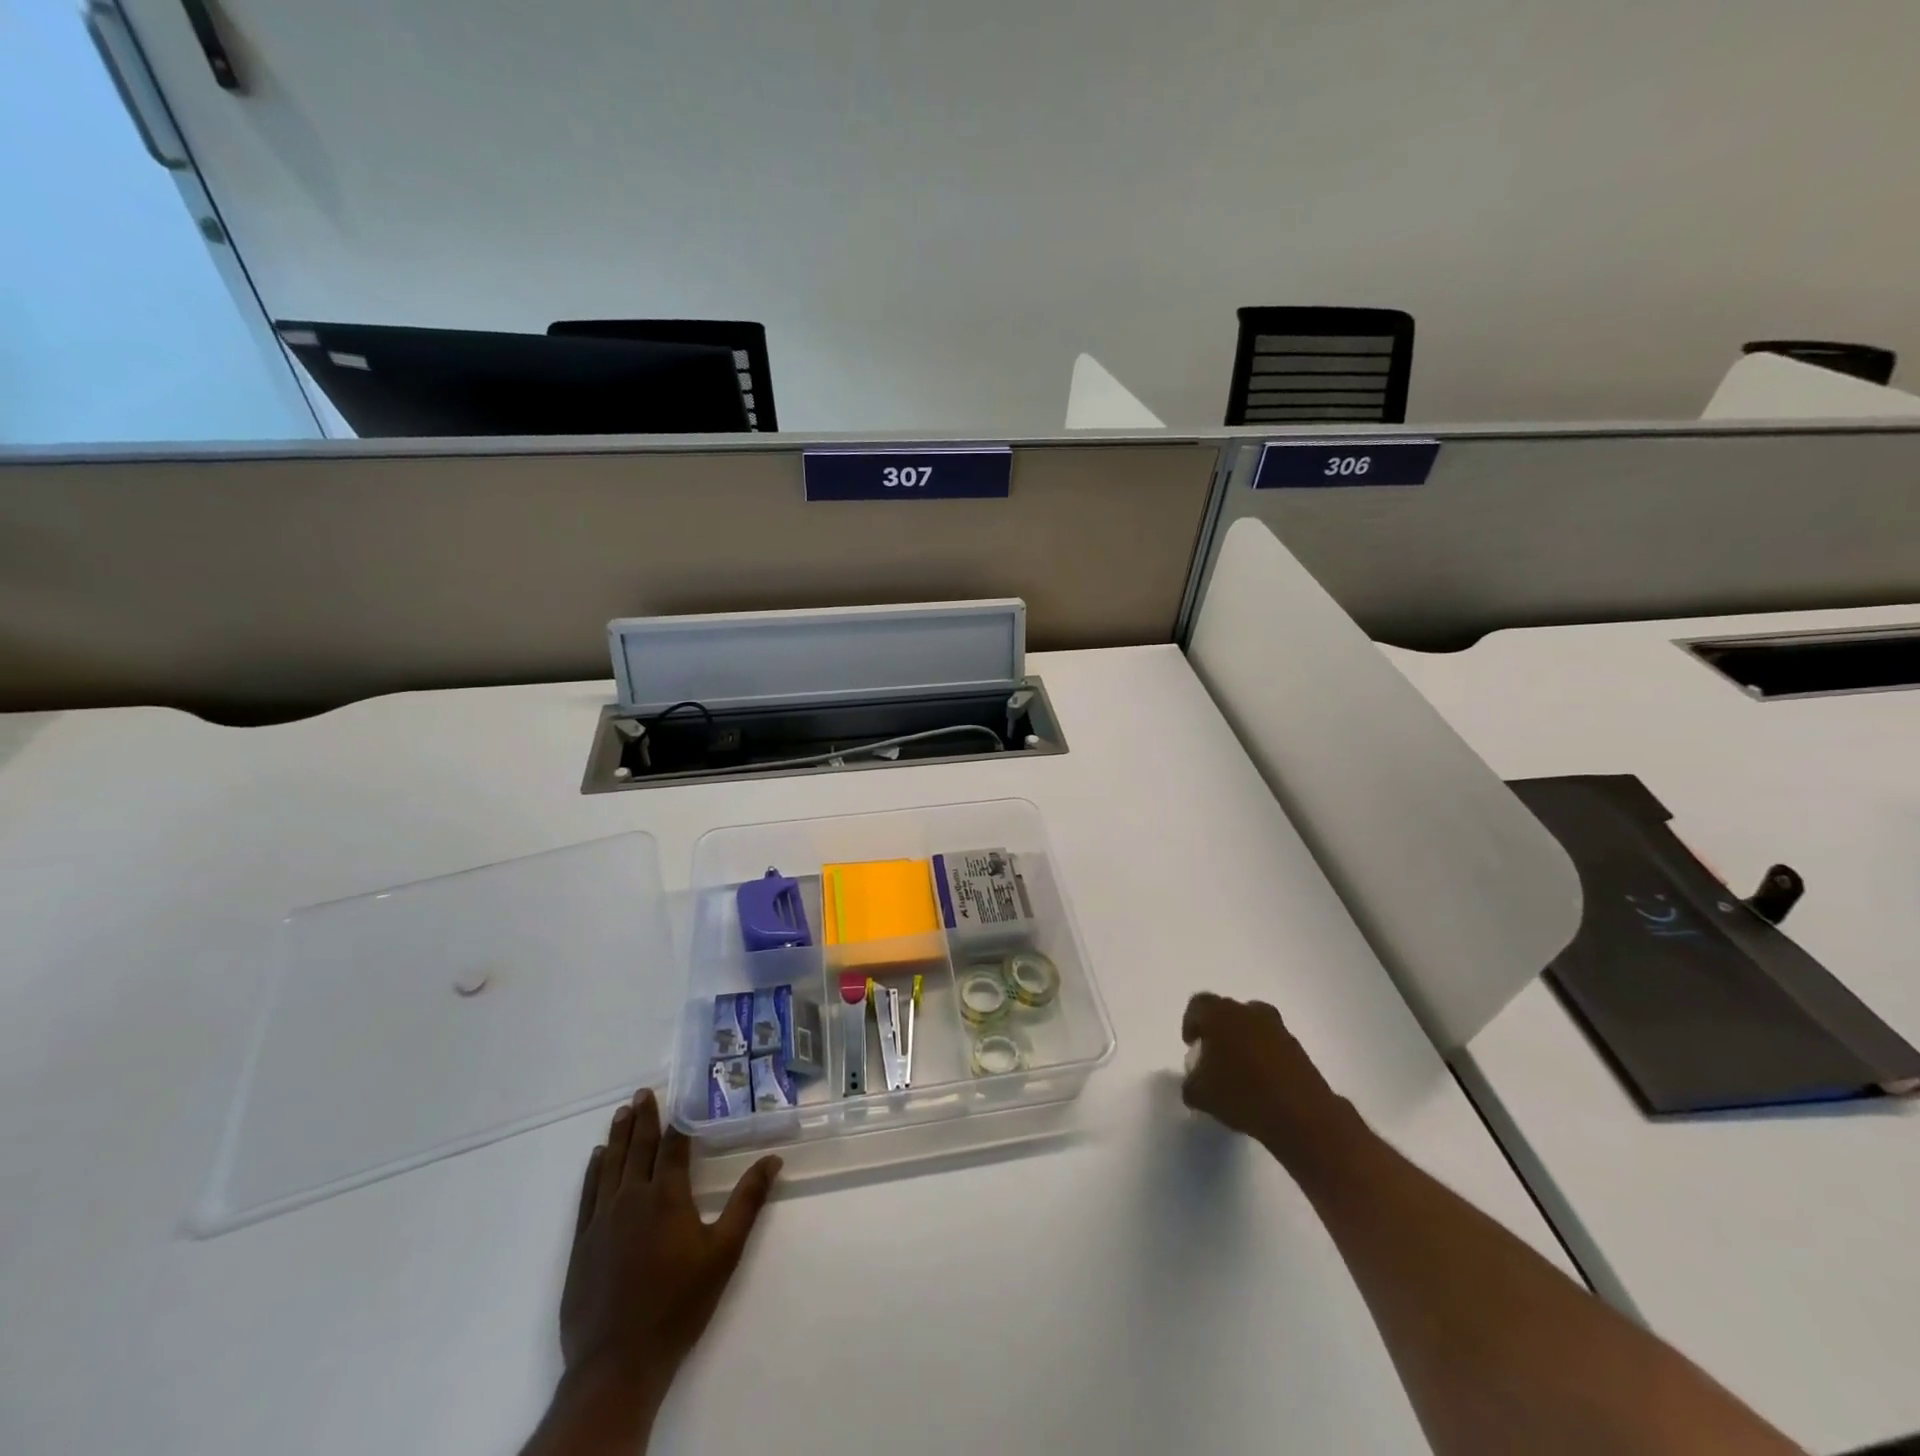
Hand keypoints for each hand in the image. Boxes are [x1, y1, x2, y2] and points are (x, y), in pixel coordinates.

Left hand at [559, 1089, 780, 1401]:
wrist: (617, 1363)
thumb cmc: (678, 1305)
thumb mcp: (724, 1252)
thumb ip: (747, 1202)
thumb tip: (773, 1159)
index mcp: (666, 1196)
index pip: (673, 1146)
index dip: (678, 1120)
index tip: (680, 1095)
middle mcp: (631, 1198)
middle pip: (639, 1148)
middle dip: (644, 1118)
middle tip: (643, 1092)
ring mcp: (602, 1221)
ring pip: (611, 1165)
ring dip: (619, 1136)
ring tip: (622, 1112)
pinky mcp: (582, 1244)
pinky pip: (587, 1194)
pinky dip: (593, 1171)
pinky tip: (597, 1158)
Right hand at [1181, 992, 1354, 1167]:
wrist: (1300, 1115)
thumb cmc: (1241, 1094)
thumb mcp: (1199, 1094)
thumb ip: (1190, 1082)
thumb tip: (1195, 1080)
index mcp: (1219, 1014)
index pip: (1198, 1004)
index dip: (1190, 1022)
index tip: (1192, 1044)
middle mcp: (1248, 1011)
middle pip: (1226, 1012)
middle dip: (1218, 1030)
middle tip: (1214, 1056)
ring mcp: (1277, 1028)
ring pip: (1252, 1025)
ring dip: (1243, 1041)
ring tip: (1239, 1070)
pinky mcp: (1297, 1047)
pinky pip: (1272, 1044)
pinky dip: (1264, 1055)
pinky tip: (1261, 1082)